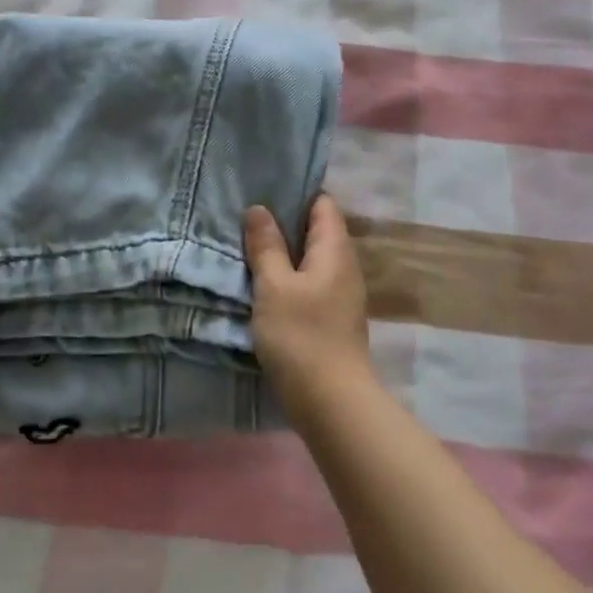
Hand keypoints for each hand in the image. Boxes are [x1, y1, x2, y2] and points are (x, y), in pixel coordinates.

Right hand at [243, 194, 373, 410]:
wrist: (331, 401)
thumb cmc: (301, 335)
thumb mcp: (274, 286)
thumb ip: (266, 246)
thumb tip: (259, 209)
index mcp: (335, 250)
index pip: (323, 205)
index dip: (296, 194)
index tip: (264, 191)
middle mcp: (345, 266)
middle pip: (318, 231)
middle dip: (285, 223)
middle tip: (247, 218)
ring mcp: (342, 294)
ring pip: (312, 260)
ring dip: (285, 253)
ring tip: (250, 248)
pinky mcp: (333, 318)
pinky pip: (311, 283)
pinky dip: (290, 278)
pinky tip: (265, 285)